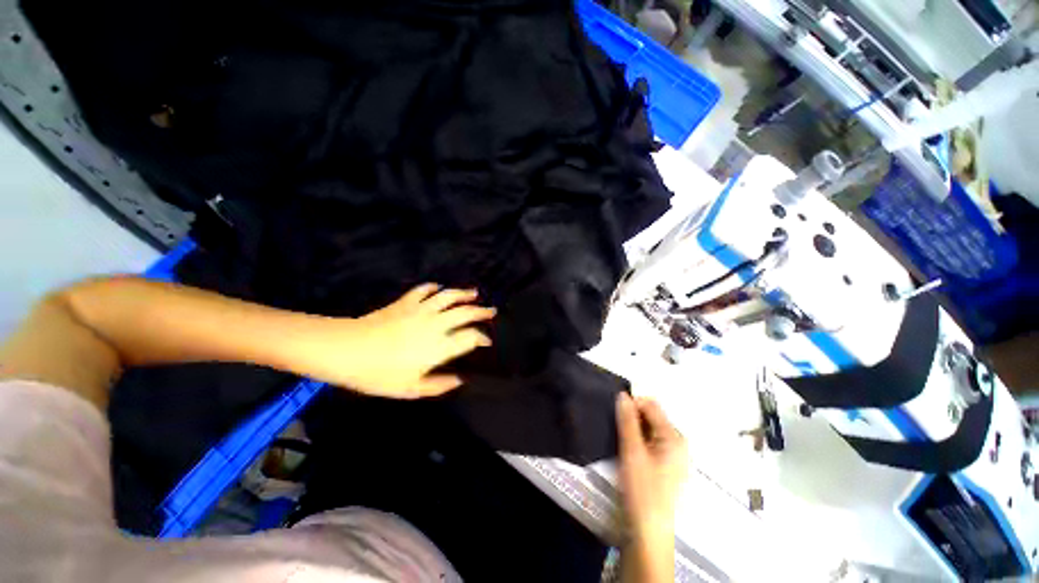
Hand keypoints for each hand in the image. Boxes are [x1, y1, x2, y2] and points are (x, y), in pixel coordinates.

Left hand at [295, 284, 494, 398]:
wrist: (346, 350)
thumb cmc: (378, 374)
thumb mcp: (410, 389)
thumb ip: (439, 385)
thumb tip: (460, 380)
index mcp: (439, 346)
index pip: (470, 337)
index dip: (482, 338)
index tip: (487, 341)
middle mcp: (435, 324)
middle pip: (465, 312)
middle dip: (482, 311)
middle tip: (491, 311)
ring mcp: (420, 310)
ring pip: (449, 296)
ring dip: (464, 294)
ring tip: (474, 293)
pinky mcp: (405, 302)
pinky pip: (423, 290)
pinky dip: (433, 288)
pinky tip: (438, 288)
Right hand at [617, 393, 687, 540]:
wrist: (648, 531)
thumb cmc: (642, 489)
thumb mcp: (632, 451)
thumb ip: (628, 420)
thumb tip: (623, 394)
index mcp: (674, 436)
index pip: (651, 405)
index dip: (632, 404)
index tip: (614, 412)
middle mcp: (677, 442)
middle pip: (652, 416)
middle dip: (632, 416)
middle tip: (615, 427)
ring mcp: (672, 454)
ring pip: (649, 429)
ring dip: (633, 428)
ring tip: (619, 439)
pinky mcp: (665, 465)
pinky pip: (650, 441)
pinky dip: (637, 439)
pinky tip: (627, 450)